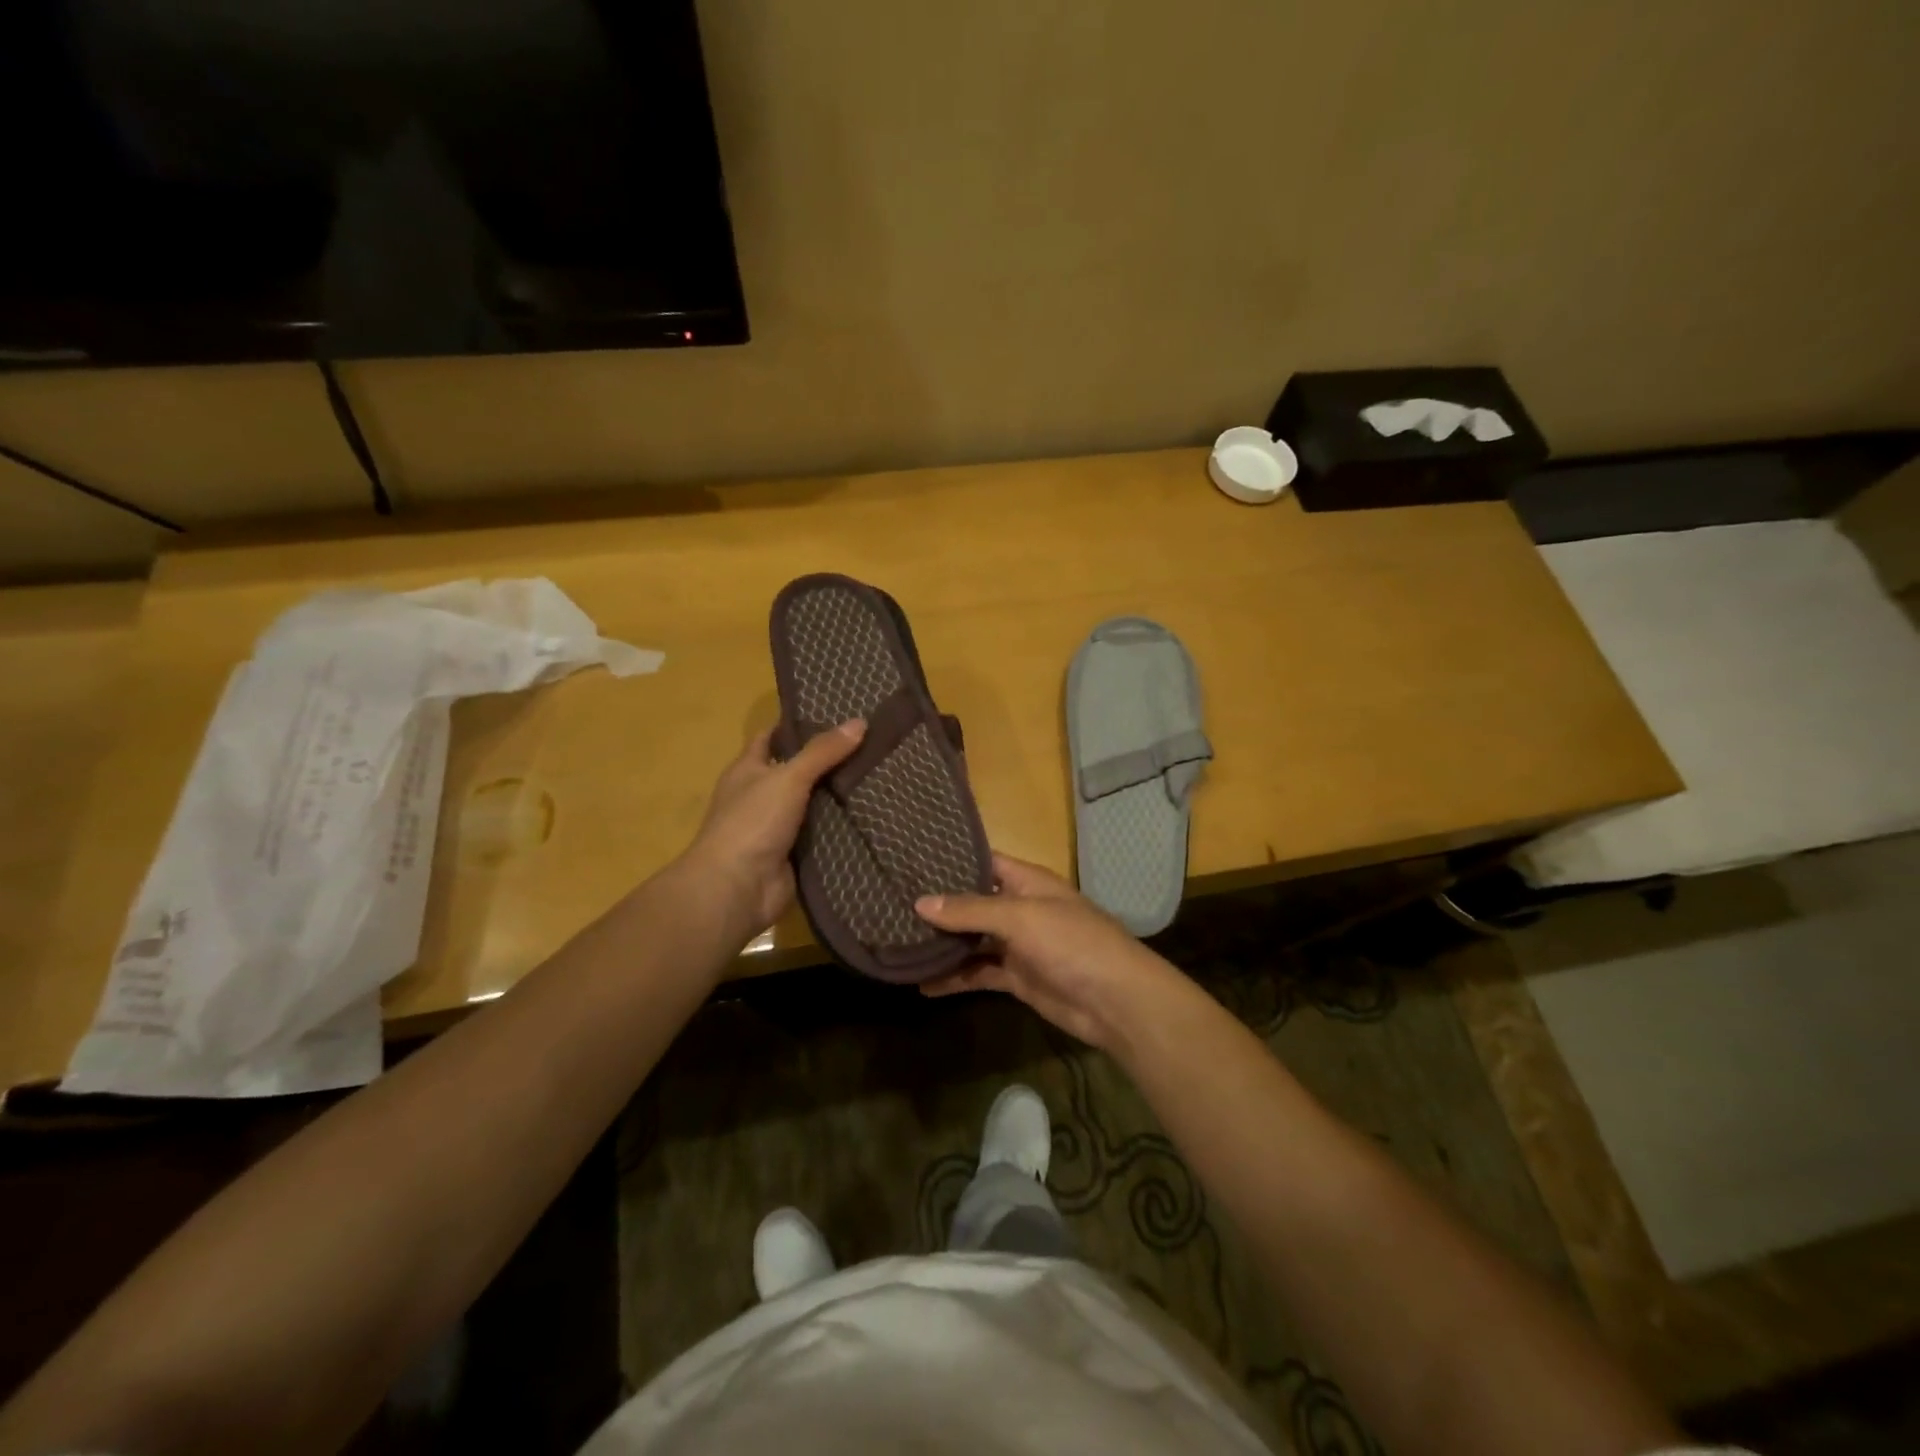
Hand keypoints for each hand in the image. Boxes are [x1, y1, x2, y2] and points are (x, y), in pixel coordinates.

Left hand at [679, 720, 865, 943]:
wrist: (738, 888)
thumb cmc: (752, 822)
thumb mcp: (788, 777)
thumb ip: (822, 752)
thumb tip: (859, 722)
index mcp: (748, 770)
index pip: (772, 737)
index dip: (797, 724)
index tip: (833, 712)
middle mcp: (761, 795)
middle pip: (798, 770)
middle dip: (829, 759)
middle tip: (870, 742)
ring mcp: (777, 826)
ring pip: (814, 803)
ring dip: (840, 794)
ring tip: (881, 773)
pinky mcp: (795, 854)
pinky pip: (823, 833)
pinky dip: (843, 826)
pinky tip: (873, 813)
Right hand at [914, 853, 1184, 1051]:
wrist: (1115, 1001)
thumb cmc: (1072, 943)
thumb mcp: (1020, 918)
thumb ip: (970, 911)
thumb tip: (920, 902)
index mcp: (1027, 881)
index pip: (983, 861)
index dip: (950, 860)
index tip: (910, 860)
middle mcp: (1020, 908)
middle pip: (973, 902)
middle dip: (939, 905)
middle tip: (891, 904)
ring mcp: (1019, 944)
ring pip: (973, 940)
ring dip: (944, 944)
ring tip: (898, 942)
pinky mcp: (1018, 978)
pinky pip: (980, 973)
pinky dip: (955, 978)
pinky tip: (923, 984)